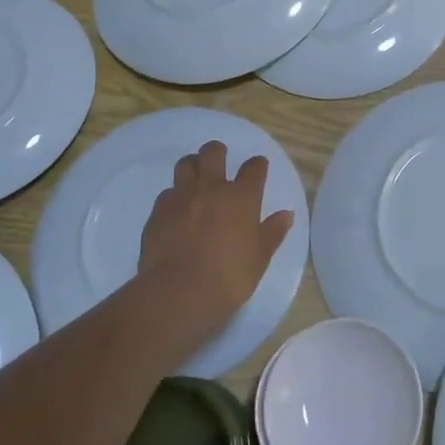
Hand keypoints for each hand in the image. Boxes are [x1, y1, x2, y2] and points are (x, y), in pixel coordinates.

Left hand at [137, 141, 293, 328]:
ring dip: (192, 165)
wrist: (179, 292)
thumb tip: (286, 215)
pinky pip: (167, 193)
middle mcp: (212, 188)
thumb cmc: (229, 276)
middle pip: (213, 153)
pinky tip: (176, 210)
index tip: (258, 167)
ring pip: (185, 164)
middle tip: (220, 160)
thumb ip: (273, 232)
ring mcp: (182, 197)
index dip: (257, 165)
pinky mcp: (158, 212)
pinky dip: (174, 197)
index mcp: (242, 196)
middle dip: (218, 152)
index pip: (254, 168)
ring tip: (196, 177)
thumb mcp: (260, 257)